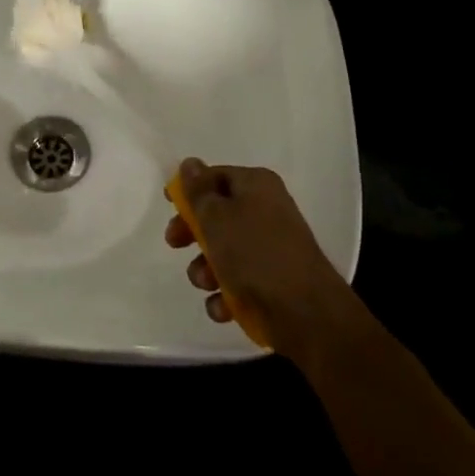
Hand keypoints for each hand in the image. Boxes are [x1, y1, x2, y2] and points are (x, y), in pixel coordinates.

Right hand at [165, 158, 360, 360]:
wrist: (305, 313)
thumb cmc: (255, 253)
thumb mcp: (216, 216)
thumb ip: (198, 190)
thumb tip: (191, 163)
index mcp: (257, 186)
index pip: (216, 176)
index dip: (190, 189)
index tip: (169, 205)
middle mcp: (266, 211)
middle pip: (217, 215)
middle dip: (193, 234)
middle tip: (175, 244)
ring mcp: (271, 249)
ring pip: (224, 252)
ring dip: (206, 270)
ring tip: (207, 283)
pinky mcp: (272, 282)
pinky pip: (238, 282)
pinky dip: (226, 294)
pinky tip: (224, 306)